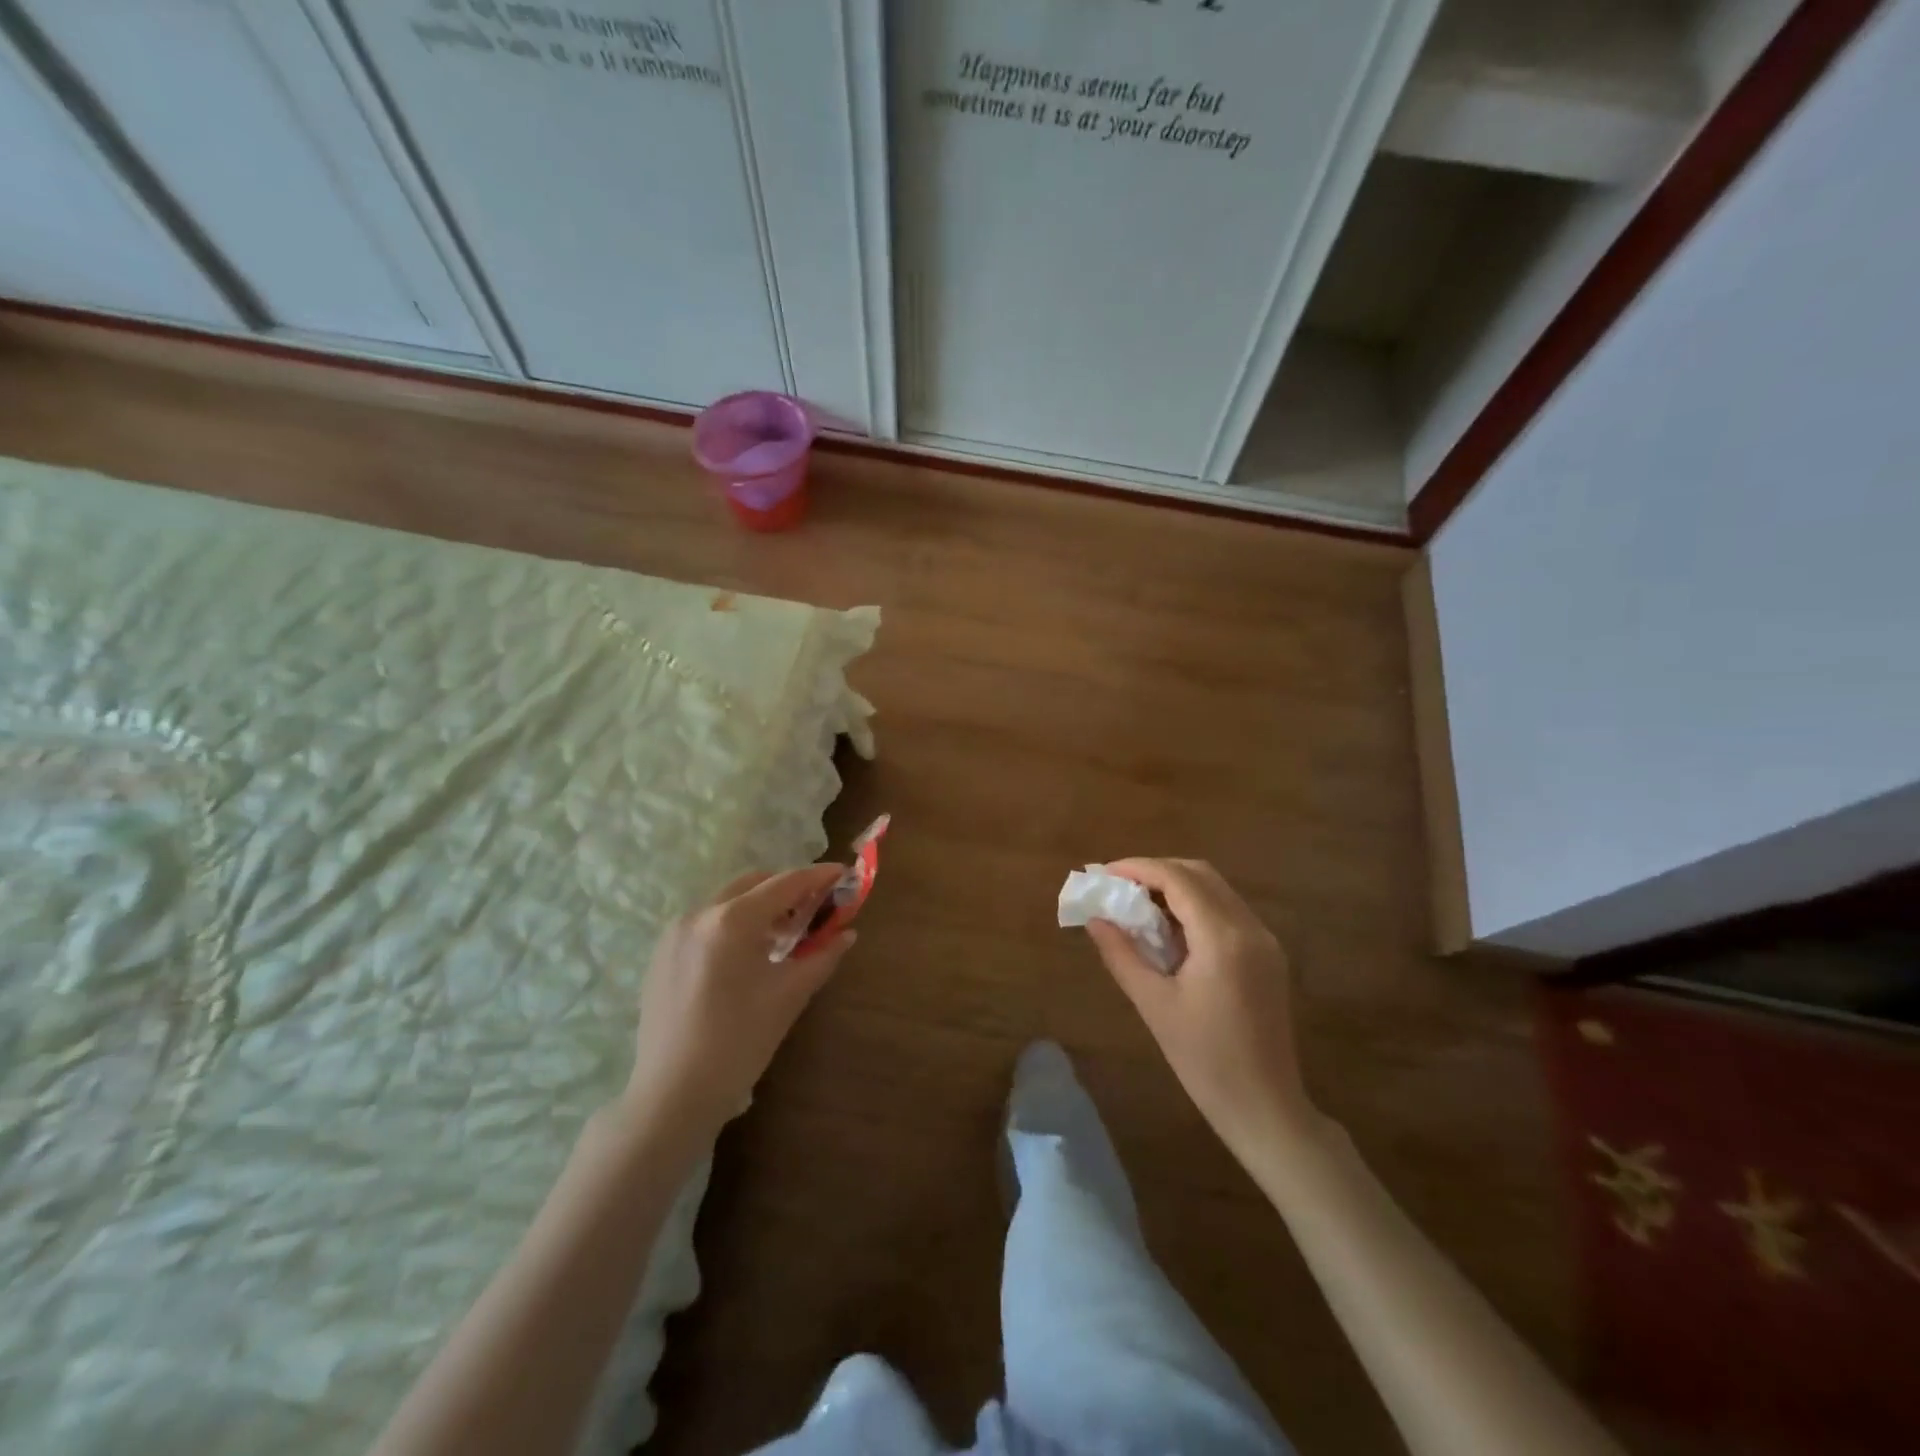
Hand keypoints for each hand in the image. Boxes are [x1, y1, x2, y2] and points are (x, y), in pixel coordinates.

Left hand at [623, 865, 854, 1141]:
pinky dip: (733, 924)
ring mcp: (674, 933)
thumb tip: (847, 934)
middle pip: (753, 884)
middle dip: (787, 889)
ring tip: (784, 935)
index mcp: (731, 921)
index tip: (842, 873)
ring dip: (759, 907)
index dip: (817, 876)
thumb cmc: (739, 1043)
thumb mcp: (789, 996)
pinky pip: (706, 922)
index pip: (784, 884)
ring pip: (727, 901)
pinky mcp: (662, 953)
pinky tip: (748, 955)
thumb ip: (822, 956)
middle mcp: (699, 914)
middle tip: (815, 908)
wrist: (674, 1094)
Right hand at [1085, 858, 1315, 1159]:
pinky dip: (1195, 906)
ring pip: (1216, 890)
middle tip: (1119, 887)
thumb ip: (1122, 954)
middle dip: (1157, 872)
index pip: (1178, 879)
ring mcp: (1264, 941)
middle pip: (1200, 874)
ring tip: (1138, 905)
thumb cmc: (1204, 1060)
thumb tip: (1095, 918)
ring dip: (1177, 887)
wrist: (1265, 1108)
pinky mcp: (1268, 956)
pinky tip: (1170, 929)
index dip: (1139, 868)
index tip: (1104, 873)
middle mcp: (1250, 928)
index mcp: (1223, 938)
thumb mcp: (1154, 1005)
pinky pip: (1227, 911)